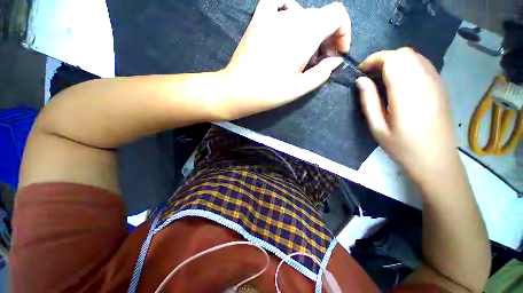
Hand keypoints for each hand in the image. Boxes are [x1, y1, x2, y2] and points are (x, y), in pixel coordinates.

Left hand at [218, 0, 350, 118]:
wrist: (238, 90)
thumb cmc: (269, 93)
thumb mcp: (299, 88)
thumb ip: (322, 73)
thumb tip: (335, 60)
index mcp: (305, 34)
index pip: (337, 14)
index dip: (343, 31)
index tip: (337, 52)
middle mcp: (291, 18)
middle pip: (320, 16)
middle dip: (327, 36)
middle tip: (319, 60)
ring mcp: (272, 15)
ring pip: (302, 14)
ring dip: (309, 31)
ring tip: (301, 53)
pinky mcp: (259, 19)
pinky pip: (278, 1)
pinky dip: (288, 9)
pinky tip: (287, 23)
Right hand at [356, 48, 457, 182]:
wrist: (436, 160)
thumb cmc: (403, 147)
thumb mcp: (378, 127)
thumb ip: (369, 101)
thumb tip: (360, 81)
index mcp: (407, 93)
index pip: (392, 59)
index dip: (374, 60)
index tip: (361, 72)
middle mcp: (425, 82)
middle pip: (404, 54)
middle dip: (383, 59)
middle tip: (369, 75)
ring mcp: (437, 83)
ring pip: (415, 57)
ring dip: (395, 62)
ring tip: (382, 78)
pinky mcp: (441, 87)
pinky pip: (423, 65)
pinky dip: (408, 66)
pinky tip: (400, 82)